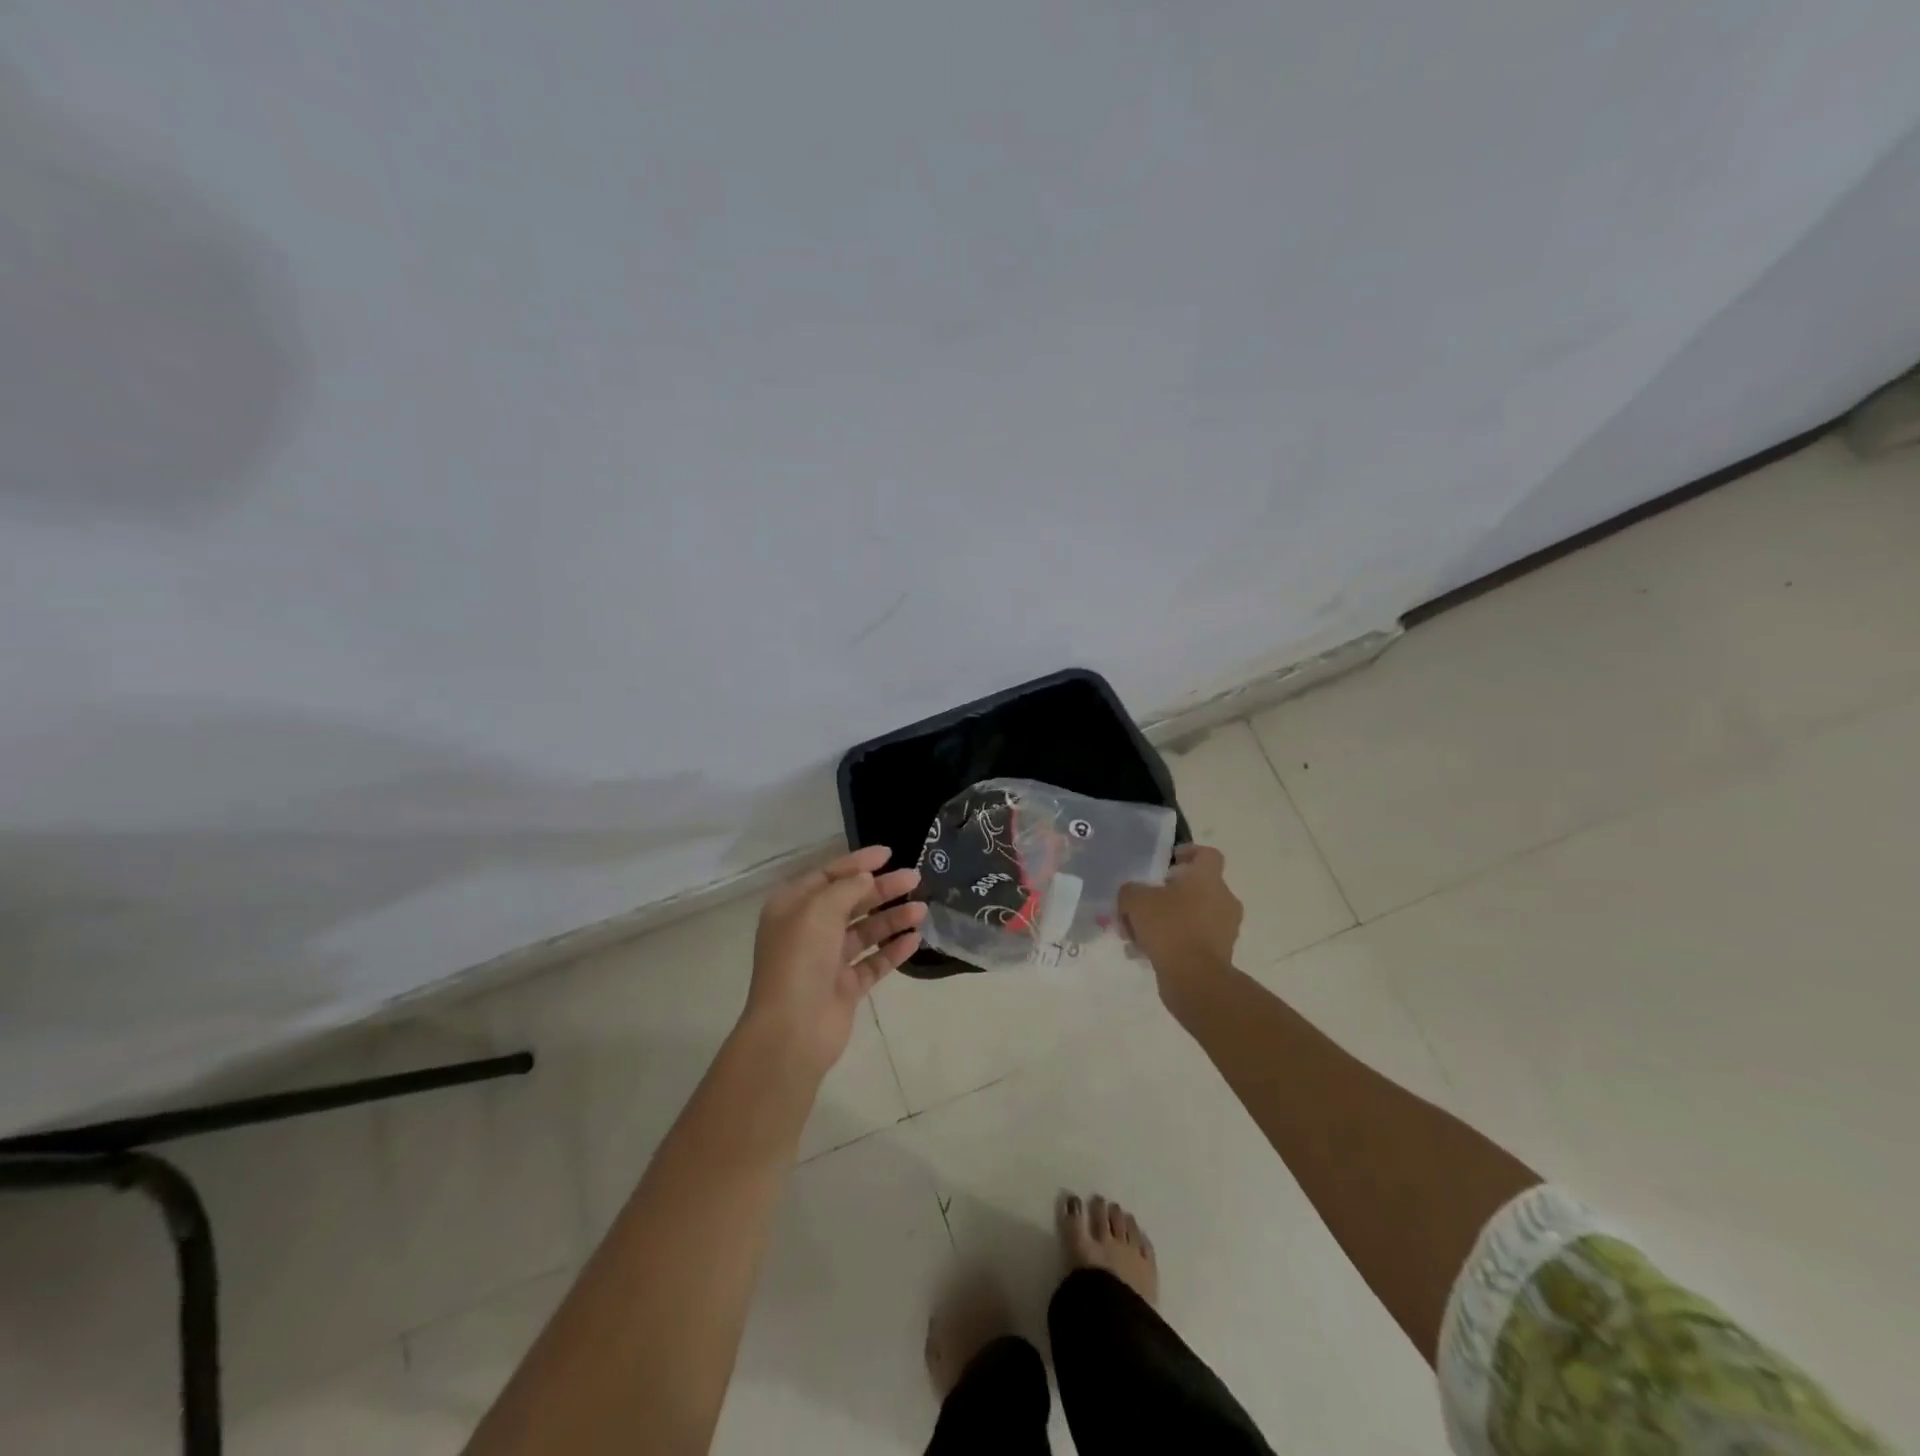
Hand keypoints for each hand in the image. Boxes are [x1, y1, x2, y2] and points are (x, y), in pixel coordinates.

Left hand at [741, 845, 926, 1078]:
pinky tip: (915, 940)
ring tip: (922, 910)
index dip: (858, 863)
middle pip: (850, 902)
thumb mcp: (819, 910)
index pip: (828, 876)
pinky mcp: (845, 988)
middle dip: (882, 889)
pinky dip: (892, 950)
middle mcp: (808, 931)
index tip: (889, 854)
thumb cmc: (800, 959)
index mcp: (792, 907)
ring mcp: (827, 961)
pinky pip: (873, 962)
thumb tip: (866, 878)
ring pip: (865, 932)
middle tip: (915, 879)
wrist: (793, 1030)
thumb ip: (846, 888)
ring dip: (892, 919)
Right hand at [1117, 844, 1241, 995]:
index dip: (1187, 853)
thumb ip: (1131, 891)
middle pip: (1196, 887)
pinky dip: (1174, 943)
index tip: (1166, 864)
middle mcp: (1223, 899)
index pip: (1207, 854)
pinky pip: (1193, 940)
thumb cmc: (1169, 927)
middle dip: (1168, 894)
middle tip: (1143, 904)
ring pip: (1193, 916)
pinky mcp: (1220, 954)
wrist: (1195, 979)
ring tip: (1138, 935)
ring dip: (1168, 920)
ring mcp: (1225, 928)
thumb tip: (1131, 893)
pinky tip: (1146, 953)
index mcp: (1208, 878)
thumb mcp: (1136, 900)